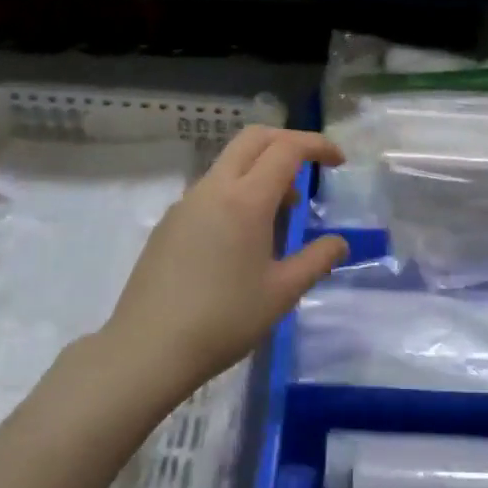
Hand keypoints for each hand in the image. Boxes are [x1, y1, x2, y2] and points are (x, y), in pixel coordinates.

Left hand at [101, 126, 348, 395]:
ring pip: (229, 164)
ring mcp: (186, 203)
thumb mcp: (281, 293)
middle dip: (287, 142)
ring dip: (261, 171)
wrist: (148, 348)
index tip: (338, 161)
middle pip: (253, 139)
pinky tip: (243, 237)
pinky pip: (211, 190)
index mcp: (245, 200)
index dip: (317, 146)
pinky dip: (237, 192)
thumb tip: (339, 243)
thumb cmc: (224, 320)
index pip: (286, 150)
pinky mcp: (169, 223)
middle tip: (311, 167)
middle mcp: (213, 189)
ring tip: (282, 213)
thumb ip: (316, 260)